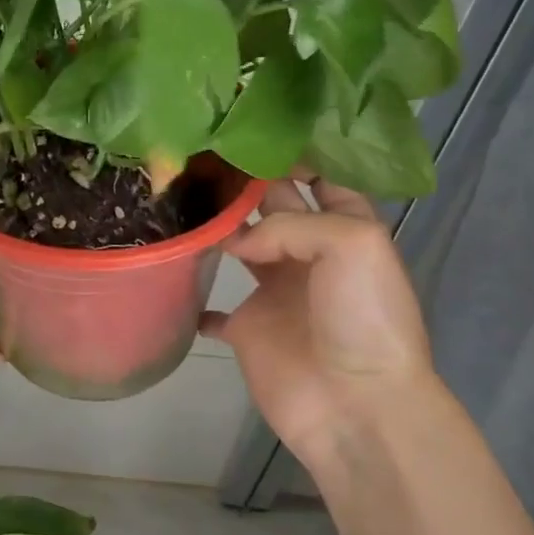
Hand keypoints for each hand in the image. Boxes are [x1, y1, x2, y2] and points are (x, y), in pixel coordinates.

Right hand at [200, 174, 436, 479]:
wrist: (355, 404)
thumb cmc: (362, 316)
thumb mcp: (351, 243)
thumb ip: (289, 222)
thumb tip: (237, 239)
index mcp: (344, 229)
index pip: (320, 178)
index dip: (292, 155)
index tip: (250, 130)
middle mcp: (308, 254)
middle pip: (274, 206)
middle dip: (245, 182)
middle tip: (199, 154)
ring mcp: (275, 292)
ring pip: (240, 246)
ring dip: (217, 228)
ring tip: (177, 199)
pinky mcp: (248, 329)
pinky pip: (214, 310)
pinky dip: (195, 298)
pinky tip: (170, 272)